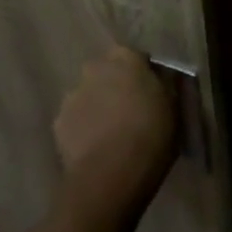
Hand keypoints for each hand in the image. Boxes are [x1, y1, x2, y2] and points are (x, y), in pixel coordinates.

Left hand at [53, 45, 177, 225]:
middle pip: (107, 72)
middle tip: (130, 111)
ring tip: (111, 134)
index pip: (135, 57)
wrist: (111, 174)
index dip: (143, 74)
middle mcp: (95, 68)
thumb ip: (165, 84)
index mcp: (126, 58)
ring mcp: (72, 95)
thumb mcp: (174, 106)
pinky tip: (95, 147)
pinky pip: (75, 119)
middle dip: (116, 86)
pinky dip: (83, 128)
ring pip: (88, 95)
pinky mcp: (57, 122)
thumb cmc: (151, 134)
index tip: (151, 92)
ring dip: (98, 106)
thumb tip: (161, 78)